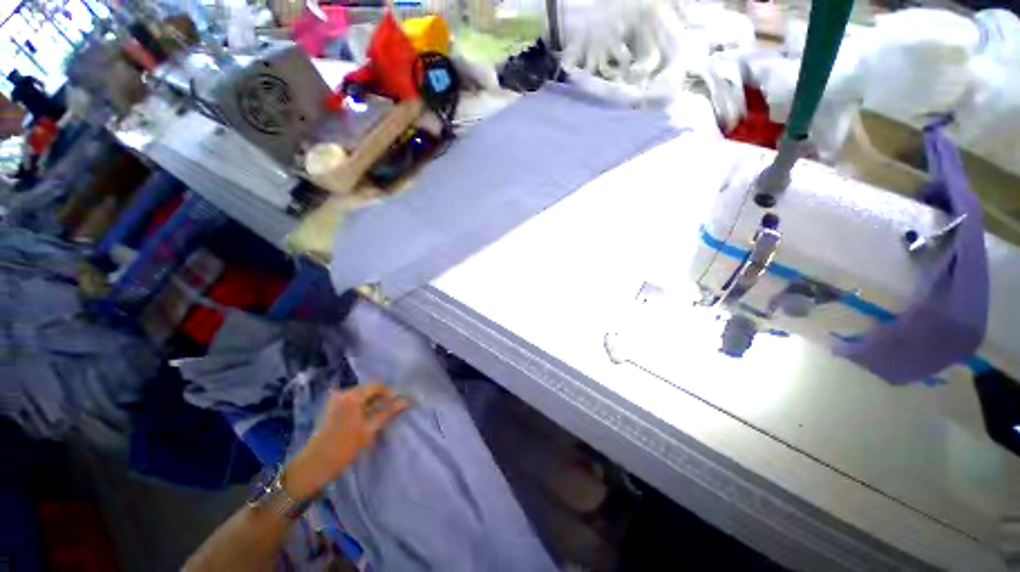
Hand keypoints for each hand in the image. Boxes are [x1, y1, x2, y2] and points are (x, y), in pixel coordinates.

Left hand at [285, 384, 409, 499]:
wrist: (315, 465)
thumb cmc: (345, 447)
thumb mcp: (370, 429)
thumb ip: (388, 412)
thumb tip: (406, 400)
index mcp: (353, 395)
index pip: (377, 386)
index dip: (390, 393)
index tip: (398, 404)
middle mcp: (343, 393)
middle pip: (367, 389)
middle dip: (380, 397)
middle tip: (390, 410)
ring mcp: (334, 400)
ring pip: (359, 395)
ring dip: (371, 402)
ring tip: (379, 415)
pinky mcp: (330, 409)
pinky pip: (351, 401)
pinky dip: (360, 406)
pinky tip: (365, 418)